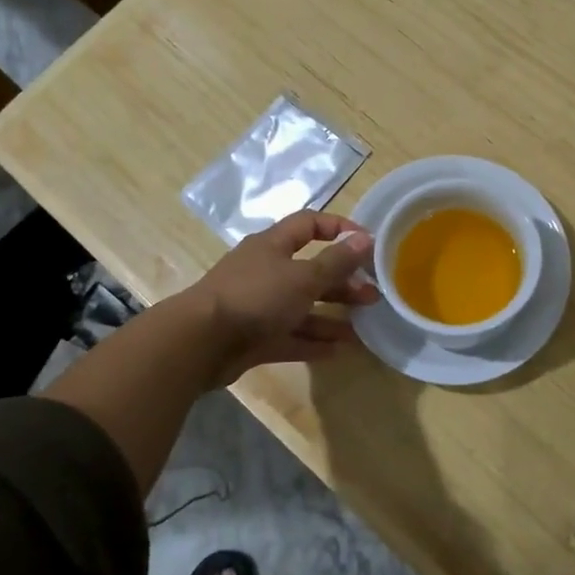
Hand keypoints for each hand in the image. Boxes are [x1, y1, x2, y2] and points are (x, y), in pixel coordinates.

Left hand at [184, 211, 379, 382]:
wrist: (201, 342)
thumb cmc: (255, 297)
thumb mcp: (302, 277)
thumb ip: (336, 262)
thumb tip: (366, 238)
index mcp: (273, 245)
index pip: (309, 224)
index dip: (338, 228)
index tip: (367, 242)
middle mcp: (266, 271)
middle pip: (310, 270)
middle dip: (342, 281)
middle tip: (373, 295)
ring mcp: (259, 306)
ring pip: (302, 306)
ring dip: (332, 315)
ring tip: (362, 327)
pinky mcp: (254, 337)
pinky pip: (290, 336)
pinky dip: (313, 342)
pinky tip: (339, 350)